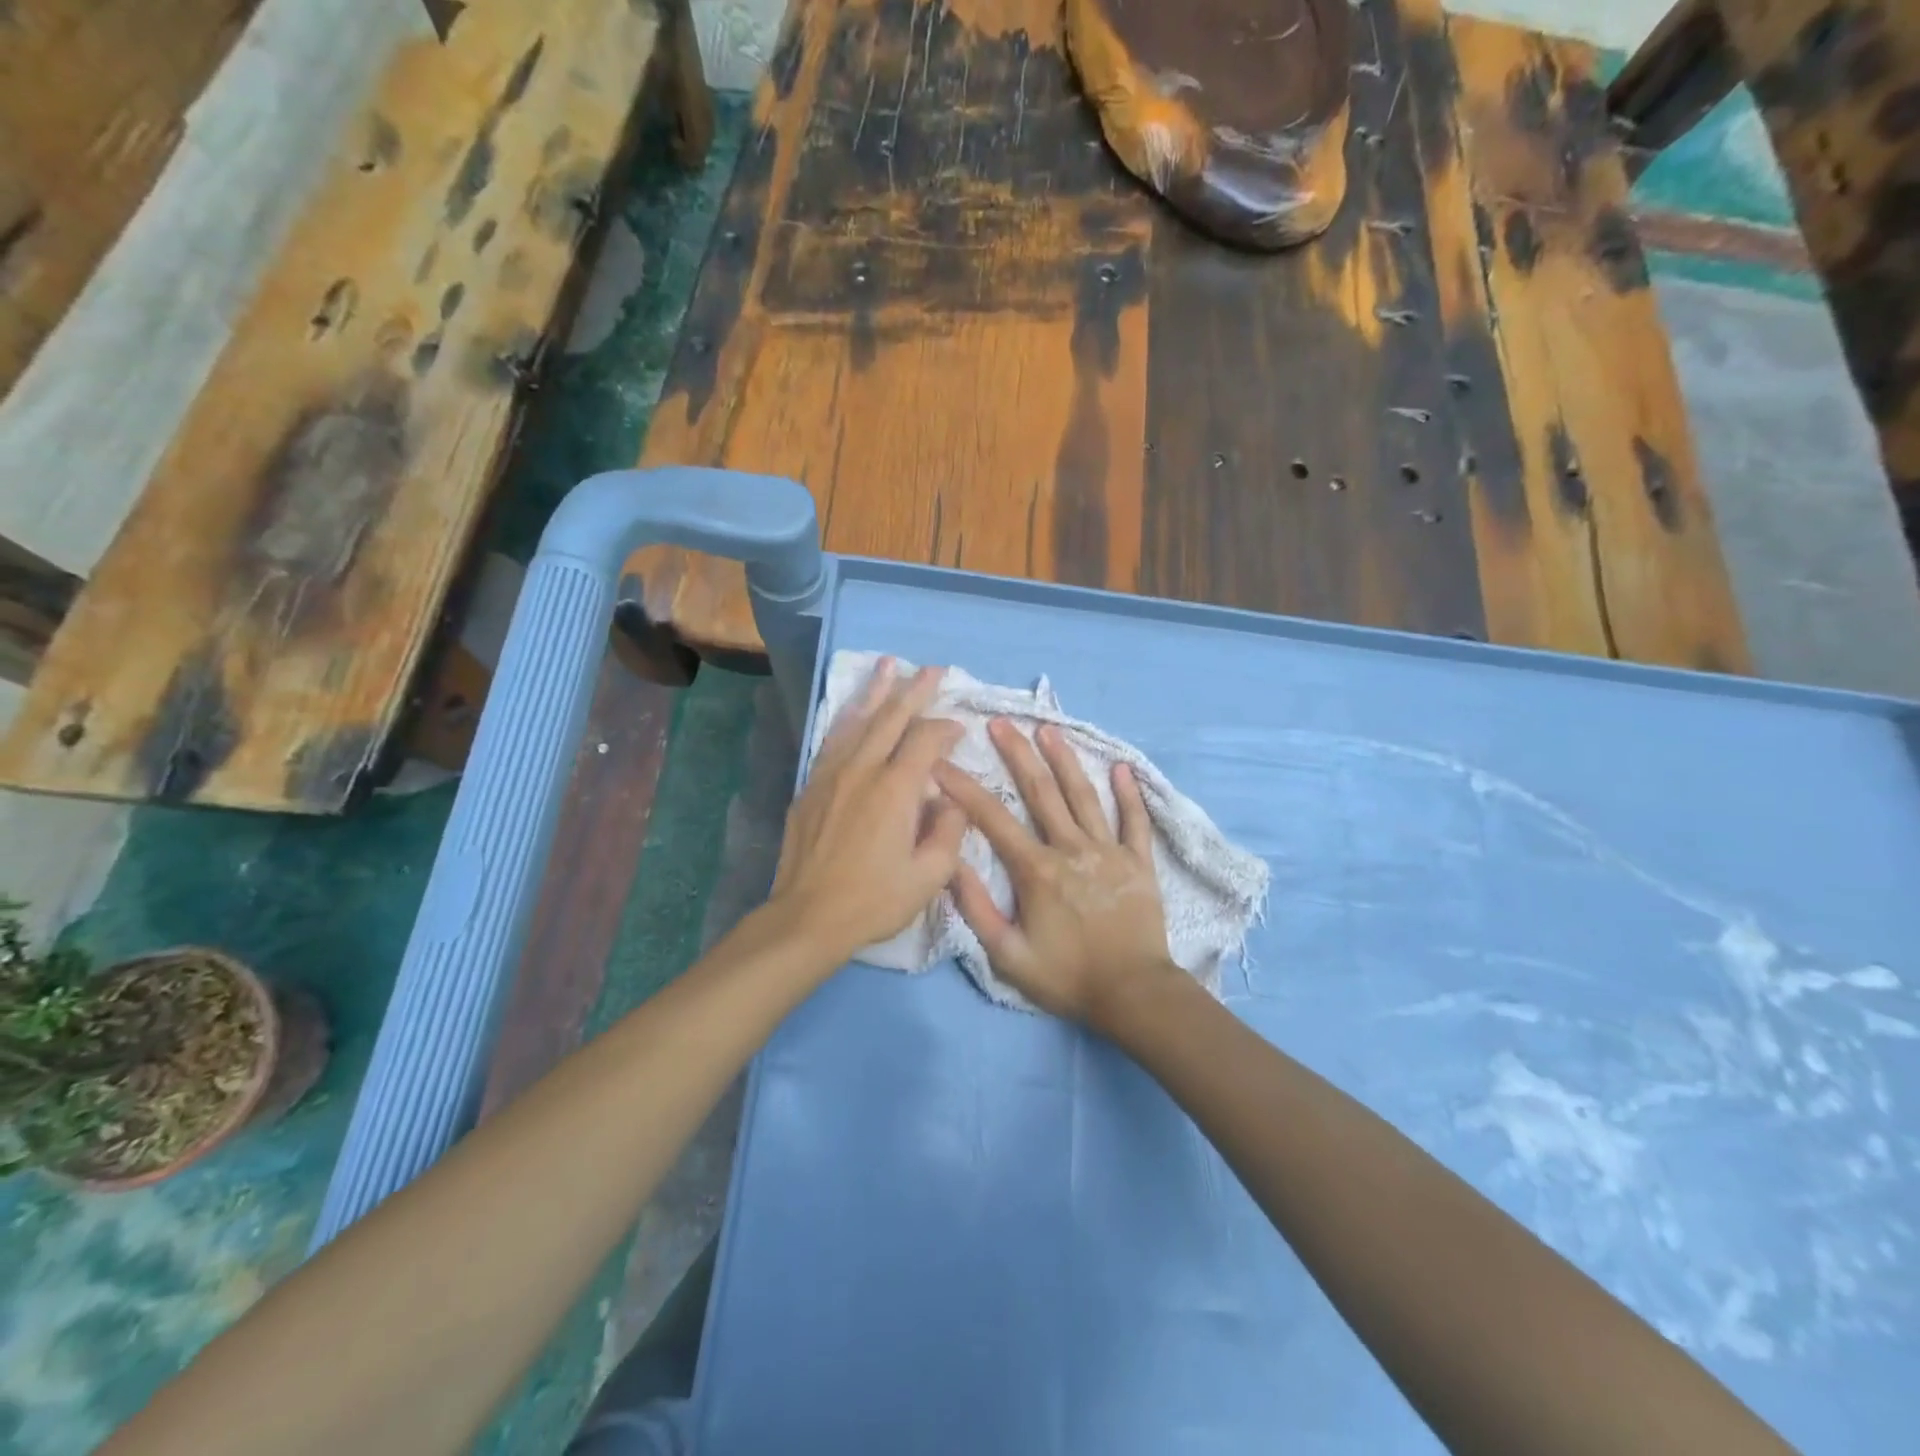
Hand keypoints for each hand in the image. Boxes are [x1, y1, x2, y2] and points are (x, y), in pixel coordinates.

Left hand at [768, 660, 966, 963]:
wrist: (808, 916)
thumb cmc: (875, 900)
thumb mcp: (930, 875)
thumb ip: (949, 830)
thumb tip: (950, 798)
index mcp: (896, 789)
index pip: (926, 740)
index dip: (946, 729)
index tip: (960, 730)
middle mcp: (863, 770)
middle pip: (891, 717)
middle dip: (914, 690)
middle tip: (932, 670)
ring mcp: (831, 774)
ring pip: (857, 720)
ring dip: (876, 691)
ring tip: (888, 665)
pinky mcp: (812, 786)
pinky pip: (833, 740)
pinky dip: (847, 718)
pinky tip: (853, 710)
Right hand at [932, 719, 1179, 1027]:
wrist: (1134, 994)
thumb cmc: (1067, 977)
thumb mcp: (1008, 955)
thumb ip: (977, 909)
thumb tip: (950, 865)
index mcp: (1037, 870)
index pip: (993, 819)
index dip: (965, 788)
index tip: (942, 762)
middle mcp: (1071, 849)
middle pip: (1041, 792)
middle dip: (1017, 754)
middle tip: (1001, 723)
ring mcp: (1109, 851)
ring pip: (1084, 796)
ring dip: (1065, 760)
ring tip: (1049, 729)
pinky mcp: (1138, 862)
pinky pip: (1134, 821)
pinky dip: (1129, 793)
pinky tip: (1121, 767)